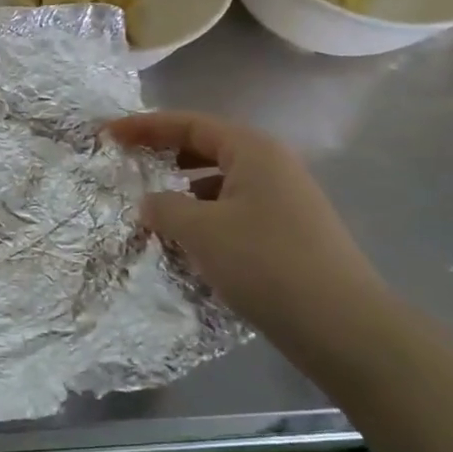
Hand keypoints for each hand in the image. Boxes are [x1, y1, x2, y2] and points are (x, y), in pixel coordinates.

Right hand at [107, 111, 386, 341]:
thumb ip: (164, 207)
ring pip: (221, 181)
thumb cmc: (266, 263)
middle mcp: (272, 165)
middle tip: (128, 162)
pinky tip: (189, 240)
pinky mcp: (290, 233)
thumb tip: (149, 203)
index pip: (188, 123)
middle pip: (207, 146)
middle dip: (165, 152)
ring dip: (184, 188)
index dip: (144, 126)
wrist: (344, 328)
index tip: (108, 134)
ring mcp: (285, 200)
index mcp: (252, 150)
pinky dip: (206, 215)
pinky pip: (235, 209)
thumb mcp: (200, 231)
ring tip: (154, 206)